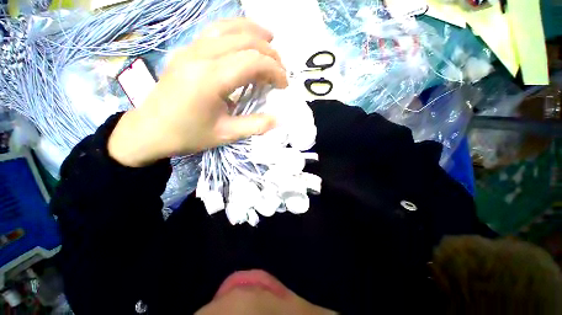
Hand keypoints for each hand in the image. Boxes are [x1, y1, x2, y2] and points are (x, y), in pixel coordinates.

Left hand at [108, 18, 287, 166]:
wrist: (150, 131)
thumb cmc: (188, 135)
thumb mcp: (226, 134)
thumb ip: (255, 125)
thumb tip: (278, 120)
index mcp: (211, 79)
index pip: (253, 62)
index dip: (274, 70)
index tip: (284, 85)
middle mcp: (200, 56)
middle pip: (245, 41)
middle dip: (270, 53)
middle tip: (280, 70)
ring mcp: (190, 49)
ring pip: (229, 28)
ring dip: (254, 32)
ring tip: (271, 39)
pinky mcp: (186, 51)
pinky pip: (214, 31)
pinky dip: (235, 30)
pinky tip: (244, 37)